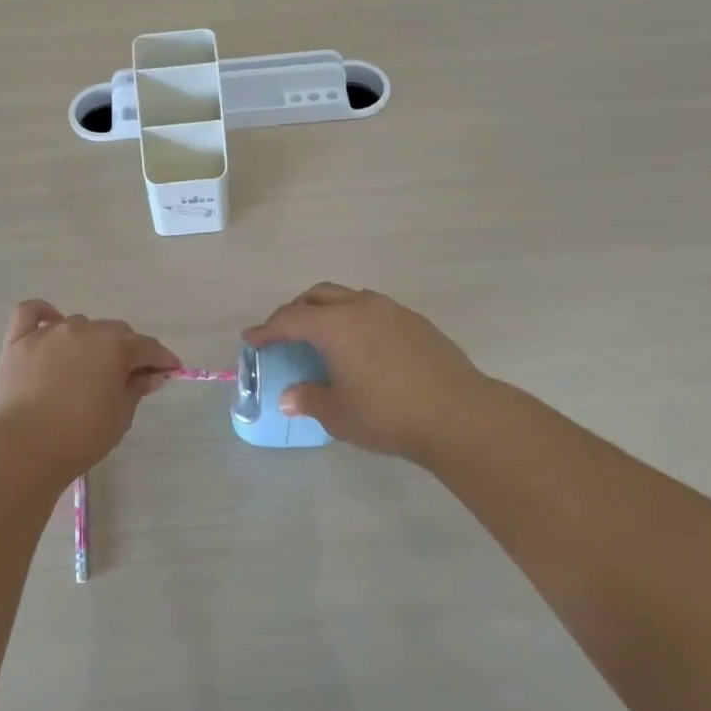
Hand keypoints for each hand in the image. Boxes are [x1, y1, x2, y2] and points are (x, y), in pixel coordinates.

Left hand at [0, 301, 179, 483]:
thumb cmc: (80, 437)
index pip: (148, 347)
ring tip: (86, 368)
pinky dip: (43, 314)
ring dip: (90, 341)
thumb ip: (136, 388)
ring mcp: (48, 333)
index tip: (169, 371)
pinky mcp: (18, 341)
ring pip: (78, 325)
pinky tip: (50, 323)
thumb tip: (149, 374)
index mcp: (114, 346)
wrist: (22, 449)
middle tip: (127, 377)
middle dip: (126, 351)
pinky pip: (30, 313)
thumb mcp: (120, 416)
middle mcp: (83, 330)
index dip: (162, 359)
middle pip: (114, 332)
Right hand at [243, 283, 499, 464]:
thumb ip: (309, 399)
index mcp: (334, 325)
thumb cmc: (388, 414)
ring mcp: (392, 311)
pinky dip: (356, 319)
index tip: (251, 338)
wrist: (458, 415)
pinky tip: (362, 346)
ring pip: (349, 297)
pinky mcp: (416, 322)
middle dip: (296, 310)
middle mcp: (360, 307)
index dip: (267, 329)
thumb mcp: (338, 414)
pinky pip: (374, 310)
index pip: (290, 319)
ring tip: (323, 336)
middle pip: (318, 296)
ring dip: (329, 310)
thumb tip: (289, 396)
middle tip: (285, 333)